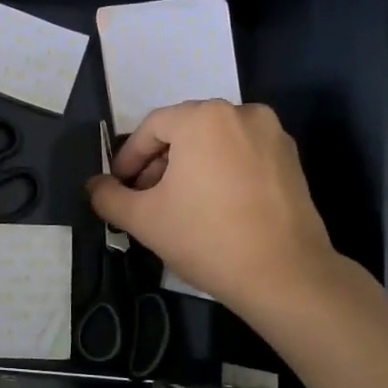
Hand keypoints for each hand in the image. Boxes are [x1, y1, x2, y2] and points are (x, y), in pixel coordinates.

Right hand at [86, 101, 336, 319]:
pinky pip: (242, 155)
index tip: (119, 187)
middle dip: (159, 162)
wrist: (283, 275)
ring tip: (177, 205)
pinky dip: (221, 171)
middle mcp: (242, 113)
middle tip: (144, 198)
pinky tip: (213, 207)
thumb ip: (109, 196)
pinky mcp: (291, 160)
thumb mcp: (143, 219)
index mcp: (204, 118)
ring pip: (215, 142)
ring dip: (189, 167)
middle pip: (185, 131)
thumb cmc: (206, 238)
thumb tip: (95, 186)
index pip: (152, 128)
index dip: (128, 158)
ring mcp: (273, 135)